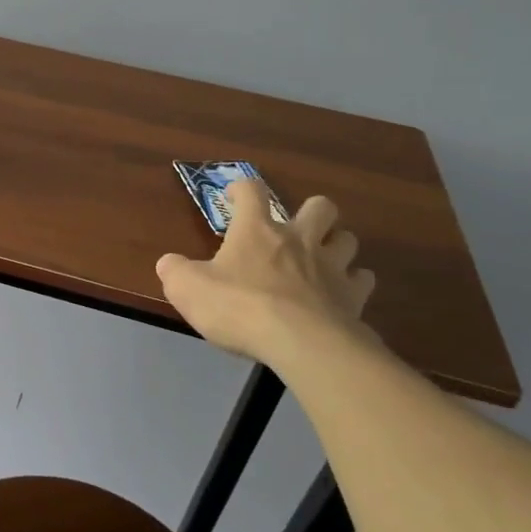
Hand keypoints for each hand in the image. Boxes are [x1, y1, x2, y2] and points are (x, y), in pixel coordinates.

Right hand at [157, 180, 377, 367]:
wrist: (300, 343)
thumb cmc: (239, 307)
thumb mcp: (187, 289)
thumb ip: (175, 271)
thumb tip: (168, 263)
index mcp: (257, 230)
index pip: (252, 191)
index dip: (242, 189)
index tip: (234, 197)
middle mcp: (299, 239)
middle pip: (320, 206)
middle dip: (310, 212)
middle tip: (294, 231)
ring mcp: (331, 266)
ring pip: (348, 239)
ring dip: (336, 245)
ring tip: (321, 261)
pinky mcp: (354, 297)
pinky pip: (362, 280)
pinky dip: (353, 283)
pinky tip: (340, 295)